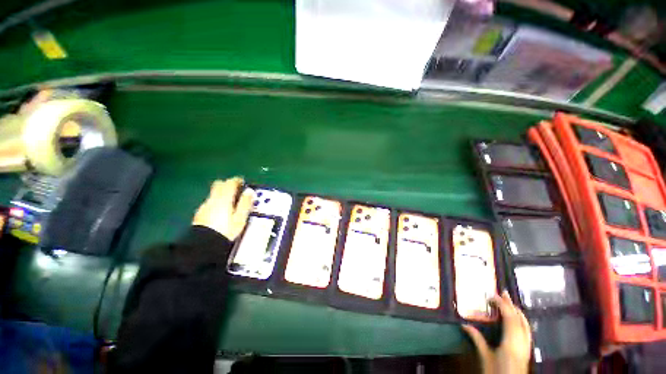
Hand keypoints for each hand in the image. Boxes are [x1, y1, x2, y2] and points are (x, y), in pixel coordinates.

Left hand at [192, 177, 254, 240]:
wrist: (204, 245)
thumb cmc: (226, 231)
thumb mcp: (240, 218)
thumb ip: (245, 203)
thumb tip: (250, 191)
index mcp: (224, 198)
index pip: (230, 183)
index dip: (238, 181)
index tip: (243, 182)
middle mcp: (213, 199)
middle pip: (219, 184)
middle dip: (228, 184)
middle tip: (237, 190)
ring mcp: (205, 205)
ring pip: (214, 192)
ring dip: (222, 193)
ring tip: (231, 201)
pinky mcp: (200, 212)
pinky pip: (210, 201)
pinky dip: (216, 201)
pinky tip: (220, 210)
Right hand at [462, 291, 531, 373]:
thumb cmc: (496, 373)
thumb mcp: (485, 357)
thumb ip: (477, 339)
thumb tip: (464, 324)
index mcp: (511, 342)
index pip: (509, 318)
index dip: (501, 305)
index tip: (491, 296)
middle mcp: (522, 342)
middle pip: (519, 319)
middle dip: (511, 305)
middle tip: (503, 293)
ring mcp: (527, 346)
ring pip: (525, 325)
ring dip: (517, 312)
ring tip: (510, 303)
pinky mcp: (527, 351)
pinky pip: (527, 331)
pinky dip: (522, 322)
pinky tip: (518, 320)